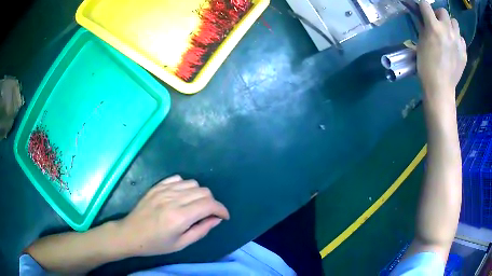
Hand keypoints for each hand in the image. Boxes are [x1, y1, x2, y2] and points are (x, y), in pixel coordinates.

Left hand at [116, 175, 229, 256]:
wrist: (130, 234)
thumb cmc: (156, 244)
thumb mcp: (181, 244)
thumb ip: (201, 230)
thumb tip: (217, 219)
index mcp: (180, 216)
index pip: (209, 205)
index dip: (221, 210)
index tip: (224, 217)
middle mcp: (173, 199)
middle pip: (203, 191)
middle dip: (212, 203)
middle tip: (209, 215)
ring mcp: (164, 190)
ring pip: (193, 183)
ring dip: (200, 194)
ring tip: (195, 206)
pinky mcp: (157, 186)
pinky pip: (178, 179)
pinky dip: (185, 186)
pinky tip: (182, 196)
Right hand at [417, 1, 466, 109]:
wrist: (440, 88)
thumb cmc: (426, 65)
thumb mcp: (421, 42)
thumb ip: (424, 27)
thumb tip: (424, 18)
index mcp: (434, 26)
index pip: (425, 4)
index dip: (423, 7)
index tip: (423, 13)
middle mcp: (447, 30)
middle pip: (444, 11)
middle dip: (439, 15)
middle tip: (438, 24)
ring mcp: (458, 42)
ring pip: (455, 23)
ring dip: (451, 25)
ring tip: (449, 34)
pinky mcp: (464, 53)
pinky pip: (462, 39)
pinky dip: (458, 40)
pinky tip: (455, 47)